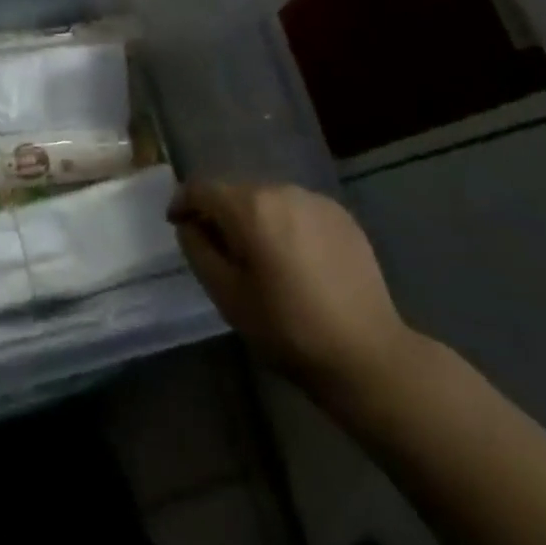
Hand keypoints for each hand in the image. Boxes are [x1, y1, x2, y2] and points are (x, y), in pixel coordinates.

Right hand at [169, 181, 416, 403]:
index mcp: (250, 207)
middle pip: (237, 193)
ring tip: (262, 258)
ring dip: (257, 220)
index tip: (176, 223)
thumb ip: (199, 251)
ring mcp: (315, 200)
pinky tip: (297, 261)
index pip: (202, 188)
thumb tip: (189, 225)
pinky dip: (288, 226)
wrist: (368, 355)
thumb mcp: (228, 297)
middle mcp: (281, 190)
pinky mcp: (342, 215)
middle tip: (221, 251)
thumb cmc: (288, 330)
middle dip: (222, 215)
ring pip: (270, 200)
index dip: (183, 202)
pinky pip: (299, 210)